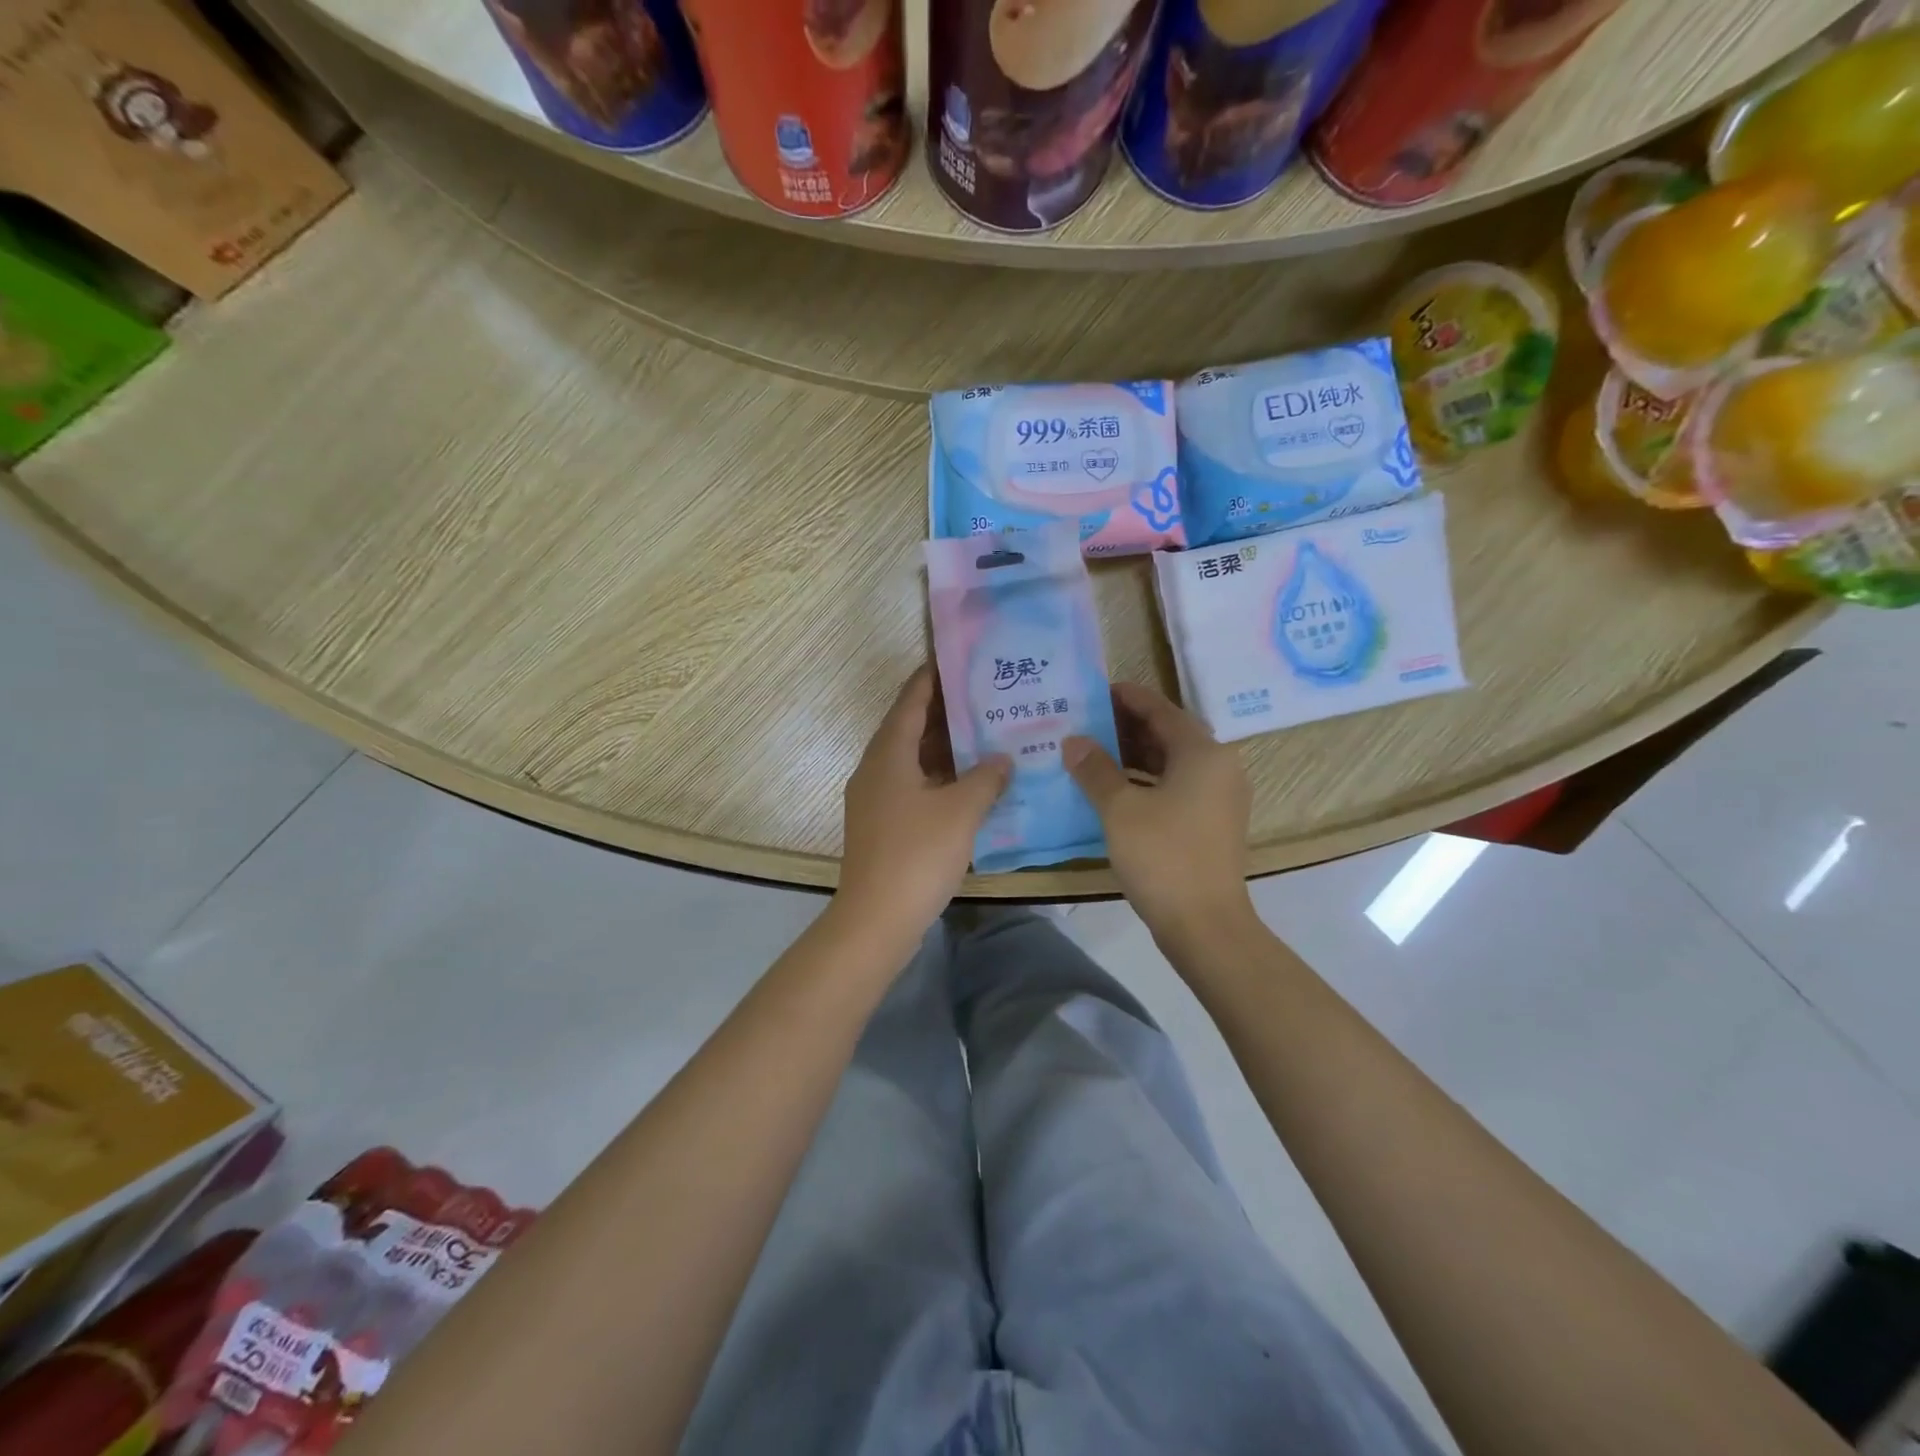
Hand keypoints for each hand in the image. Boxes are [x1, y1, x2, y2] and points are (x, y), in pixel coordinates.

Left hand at [837, 666, 1010, 941]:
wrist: (876, 919)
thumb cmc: (917, 855)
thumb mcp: (961, 810)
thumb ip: (986, 777)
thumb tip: (1002, 758)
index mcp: (889, 753)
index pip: (912, 700)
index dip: (934, 676)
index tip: (961, 658)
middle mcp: (877, 768)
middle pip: (912, 727)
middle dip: (948, 711)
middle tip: (988, 696)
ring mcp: (877, 798)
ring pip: (915, 759)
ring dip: (947, 747)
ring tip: (988, 733)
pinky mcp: (884, 824)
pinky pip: (915, 785)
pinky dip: (942, 777)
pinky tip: (973, 783)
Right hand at [1064, 682, 1253, 941]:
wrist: (1205, 925)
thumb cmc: (1163, 857)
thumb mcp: (1120, 809)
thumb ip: (1095, 769)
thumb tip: (1073, 741)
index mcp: (1203, 753)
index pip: (1162, 710)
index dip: (1128, 698)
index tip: (1097, 690)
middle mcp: (1219, 767)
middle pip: (1170, 734)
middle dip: (1129, 726)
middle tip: (1088, 720)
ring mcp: (1219, 797)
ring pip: (1173, 762)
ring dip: (1136, 755)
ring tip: (1094, 751)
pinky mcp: (1212, 823)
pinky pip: (1177, 786)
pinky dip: (1147, 781)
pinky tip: (1114, 789)